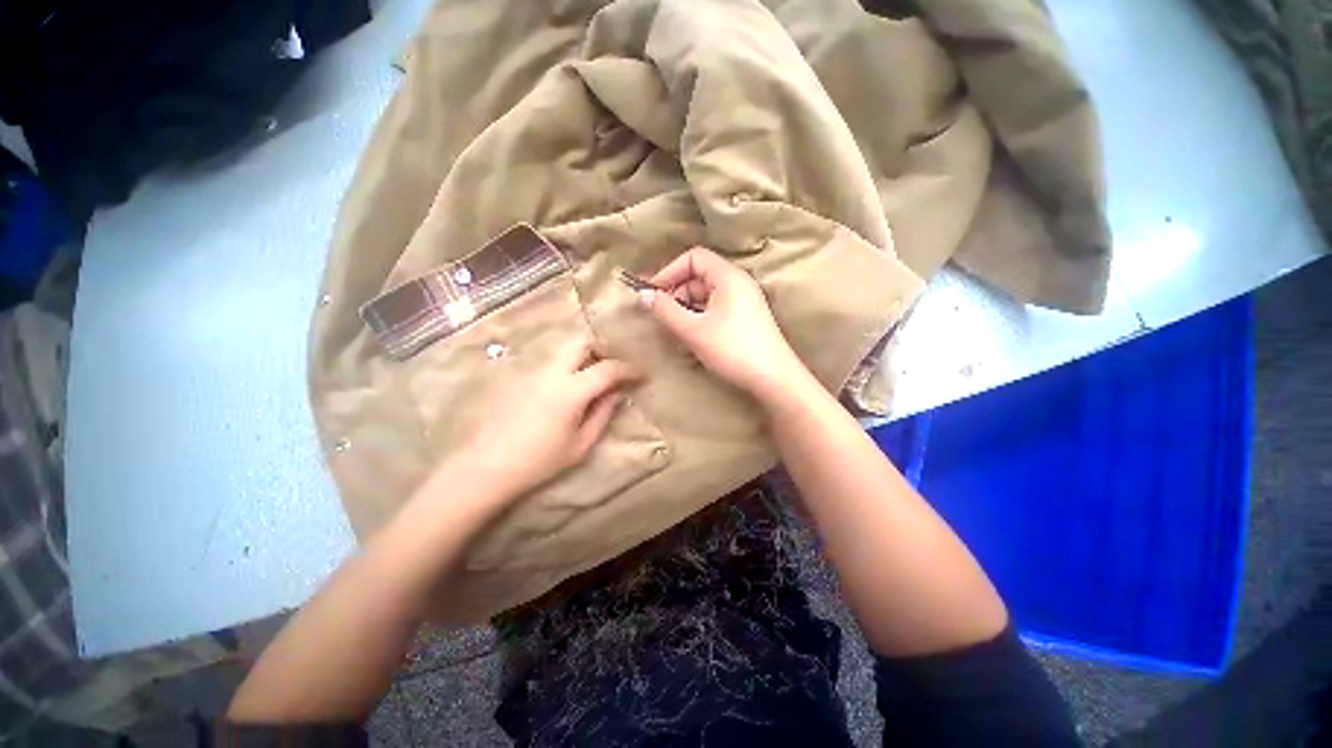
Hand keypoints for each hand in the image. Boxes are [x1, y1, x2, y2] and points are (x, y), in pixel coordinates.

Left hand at [456, 342, 639, 497]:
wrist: (485, 467)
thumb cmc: (539, 461)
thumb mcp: (580, 444)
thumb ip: (603, 414)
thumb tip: (617, 393)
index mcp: (571, 390)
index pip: (608, 369)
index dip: (629, 369)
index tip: (641, 375)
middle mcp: (551, 372)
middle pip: (582, 342)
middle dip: (602, 349)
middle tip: (612, 368)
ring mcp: (531, 371)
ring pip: (563, 348)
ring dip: (583, 355)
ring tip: (591, 376)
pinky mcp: (517, 376)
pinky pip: (548, 360)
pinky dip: (565, 364)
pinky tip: (565, 385)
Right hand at [639, 246, 809, 401]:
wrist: (773, 378)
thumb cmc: (732, 350)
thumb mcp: (693, 330)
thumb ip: (665, 310)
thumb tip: (642, 295)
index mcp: (728, 276)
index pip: (693, 257)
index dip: (669, 271)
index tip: (652, 293)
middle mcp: (738, 283)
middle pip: (699, 275)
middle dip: (676, 291)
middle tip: (660, 314)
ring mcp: (743, 301)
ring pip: (706, 294)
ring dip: (686, 306)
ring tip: (674, 328)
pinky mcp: (745, 318)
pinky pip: (715, 307)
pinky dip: (699, 316)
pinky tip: (691, 334)